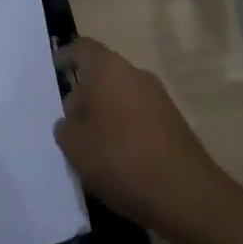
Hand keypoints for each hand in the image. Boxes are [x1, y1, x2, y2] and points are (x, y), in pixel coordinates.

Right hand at [53, 37, 226, 240]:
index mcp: (108, 69)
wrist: (187, 195)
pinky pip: (140, 117)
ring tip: (93, 147)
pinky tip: (120, 161)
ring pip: (122, 97)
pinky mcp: (175, 124)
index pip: (82, 48)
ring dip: (106, 115)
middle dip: (86, 94)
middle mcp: (135, 74)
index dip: (66, 56)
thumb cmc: (121, 159)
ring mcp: (159, 98)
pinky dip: (126, 130)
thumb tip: (73, 119)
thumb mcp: (75, 146)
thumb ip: (65, 127)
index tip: (56, 69)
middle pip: (103, 74)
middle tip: (71, 122)